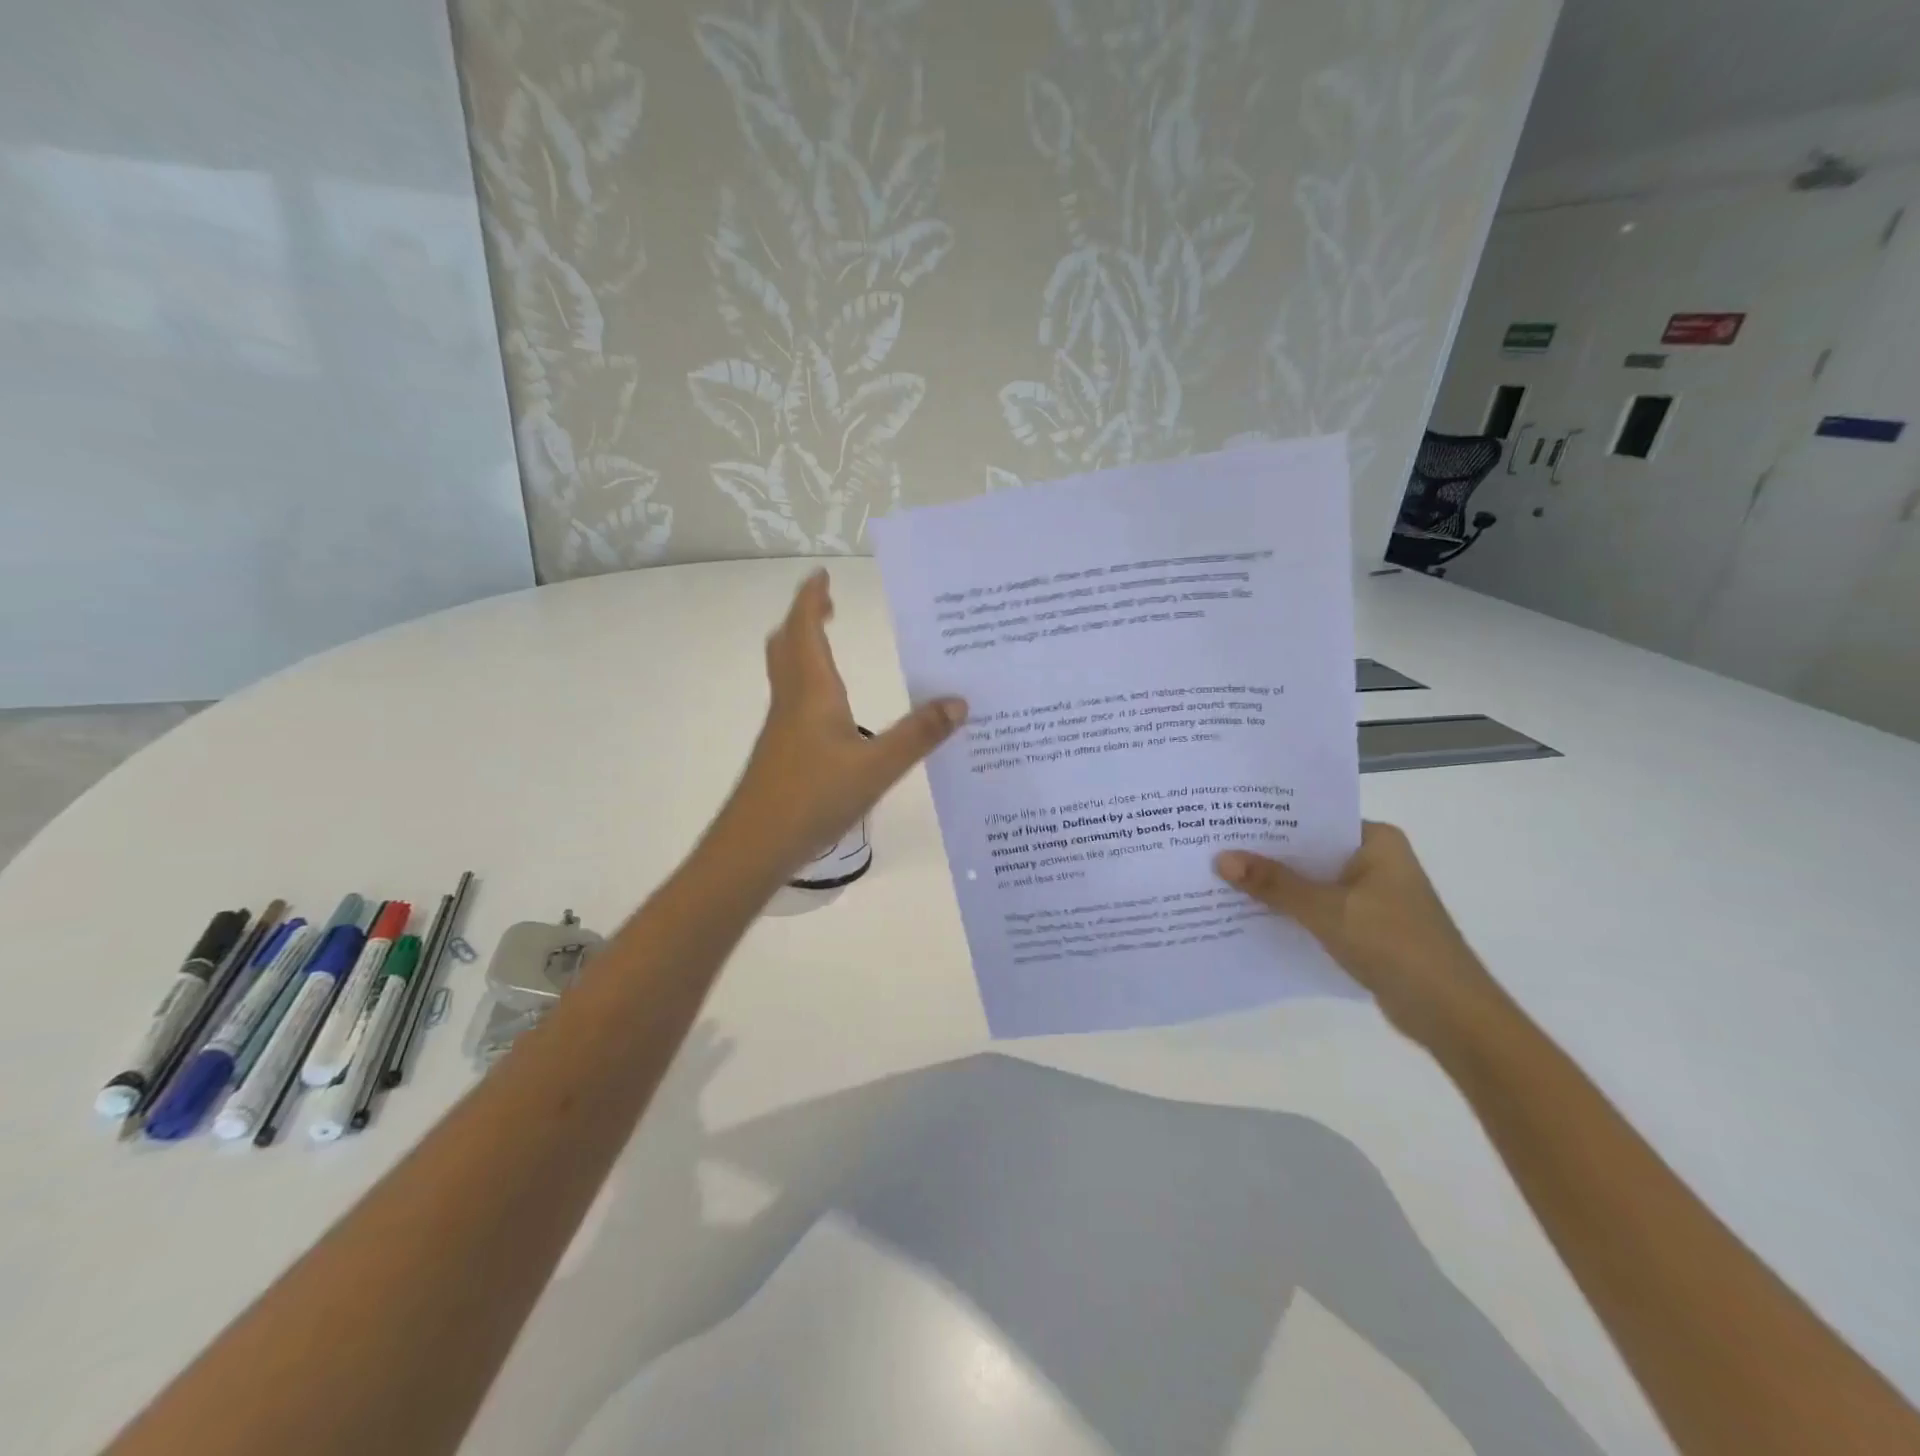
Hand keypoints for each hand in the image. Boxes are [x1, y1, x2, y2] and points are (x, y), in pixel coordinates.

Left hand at [720, 570, 965, 878]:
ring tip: (831, 646)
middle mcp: (792, 701)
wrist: (755, 846)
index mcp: (812, 691)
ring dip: (804, 648)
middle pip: (788, 645)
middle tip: (829, 606)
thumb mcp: (877, 767)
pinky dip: (809, 683)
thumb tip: (959, 701)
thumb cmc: (814, 798)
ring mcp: (781, 728)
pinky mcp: (781, 752)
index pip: (806, 629)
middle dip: (806, 618)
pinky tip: (832, 710)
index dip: (812, 599)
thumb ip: (919, 735)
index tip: (823, 575)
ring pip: (787, 673)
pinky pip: (793, 700)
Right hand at [1215, 823, 1503, 1045]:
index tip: (1226, 817)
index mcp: (1376, 842)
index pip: (1314, 818)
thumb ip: (1274, 884)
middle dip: (1266, 854)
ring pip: (1312, 882)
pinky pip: (1319, 909)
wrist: (1451, 1015)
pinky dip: (1291, 911)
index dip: (1270, 820)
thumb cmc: (1395, 945)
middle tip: (1213, 845)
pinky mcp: (1366, 927)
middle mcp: (1375, 861)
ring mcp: (1372, 896)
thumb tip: (1221, 858)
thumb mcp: (1327, 910)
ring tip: (1221, 877)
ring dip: (1276, 886)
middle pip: (1309, 851)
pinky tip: (1252, 913)